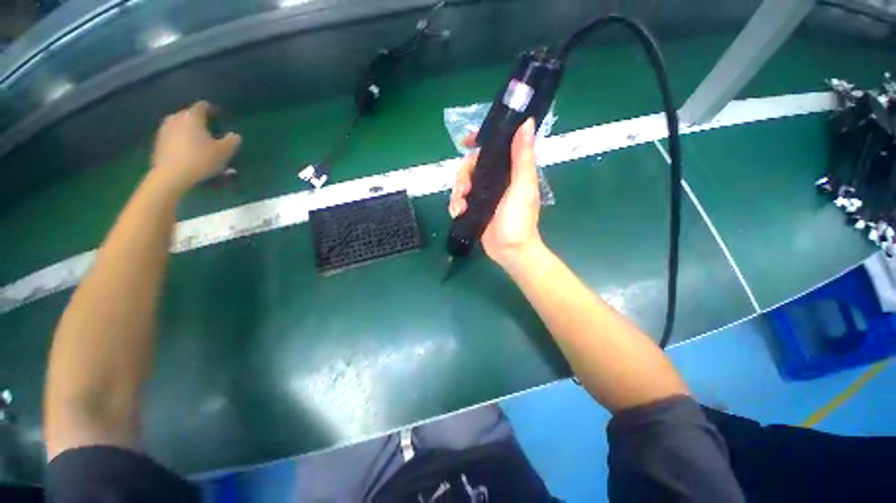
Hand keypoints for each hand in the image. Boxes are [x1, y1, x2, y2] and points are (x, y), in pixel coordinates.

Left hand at [149, 101, 241, 194]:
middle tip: (209, 130)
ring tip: (198, 141)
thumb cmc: (201, 159)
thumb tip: (234, 135)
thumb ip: (232, 141)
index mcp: (192, 117)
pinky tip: (188, 151)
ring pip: (180, 126)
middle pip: (189, 115)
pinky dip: (181, 141)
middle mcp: (176, 118)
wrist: (171, 175)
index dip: (211, 109)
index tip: (218, 115)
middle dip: (198, 121)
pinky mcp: (158, 143)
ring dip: (188, 131)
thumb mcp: (224, 151)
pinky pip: (173, 137)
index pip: (202, 106)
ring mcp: (164, 130)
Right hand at [450, 118, 543, 266]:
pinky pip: (459, 199)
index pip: (493, 148)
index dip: (479, 141)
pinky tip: (458, 212)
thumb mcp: (522, 186)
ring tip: (460, 205)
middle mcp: (496, 180)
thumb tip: (526, 122)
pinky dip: (455, 204)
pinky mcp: (474, 208)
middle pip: (472, 166)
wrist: (509, 250)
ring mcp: (484, 195)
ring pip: (462, 182)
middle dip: (463, 174)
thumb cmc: (519, 219)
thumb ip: (522, 157)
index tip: (466, 142)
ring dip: (457, 192)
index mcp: (510, 171)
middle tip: (464, 189)